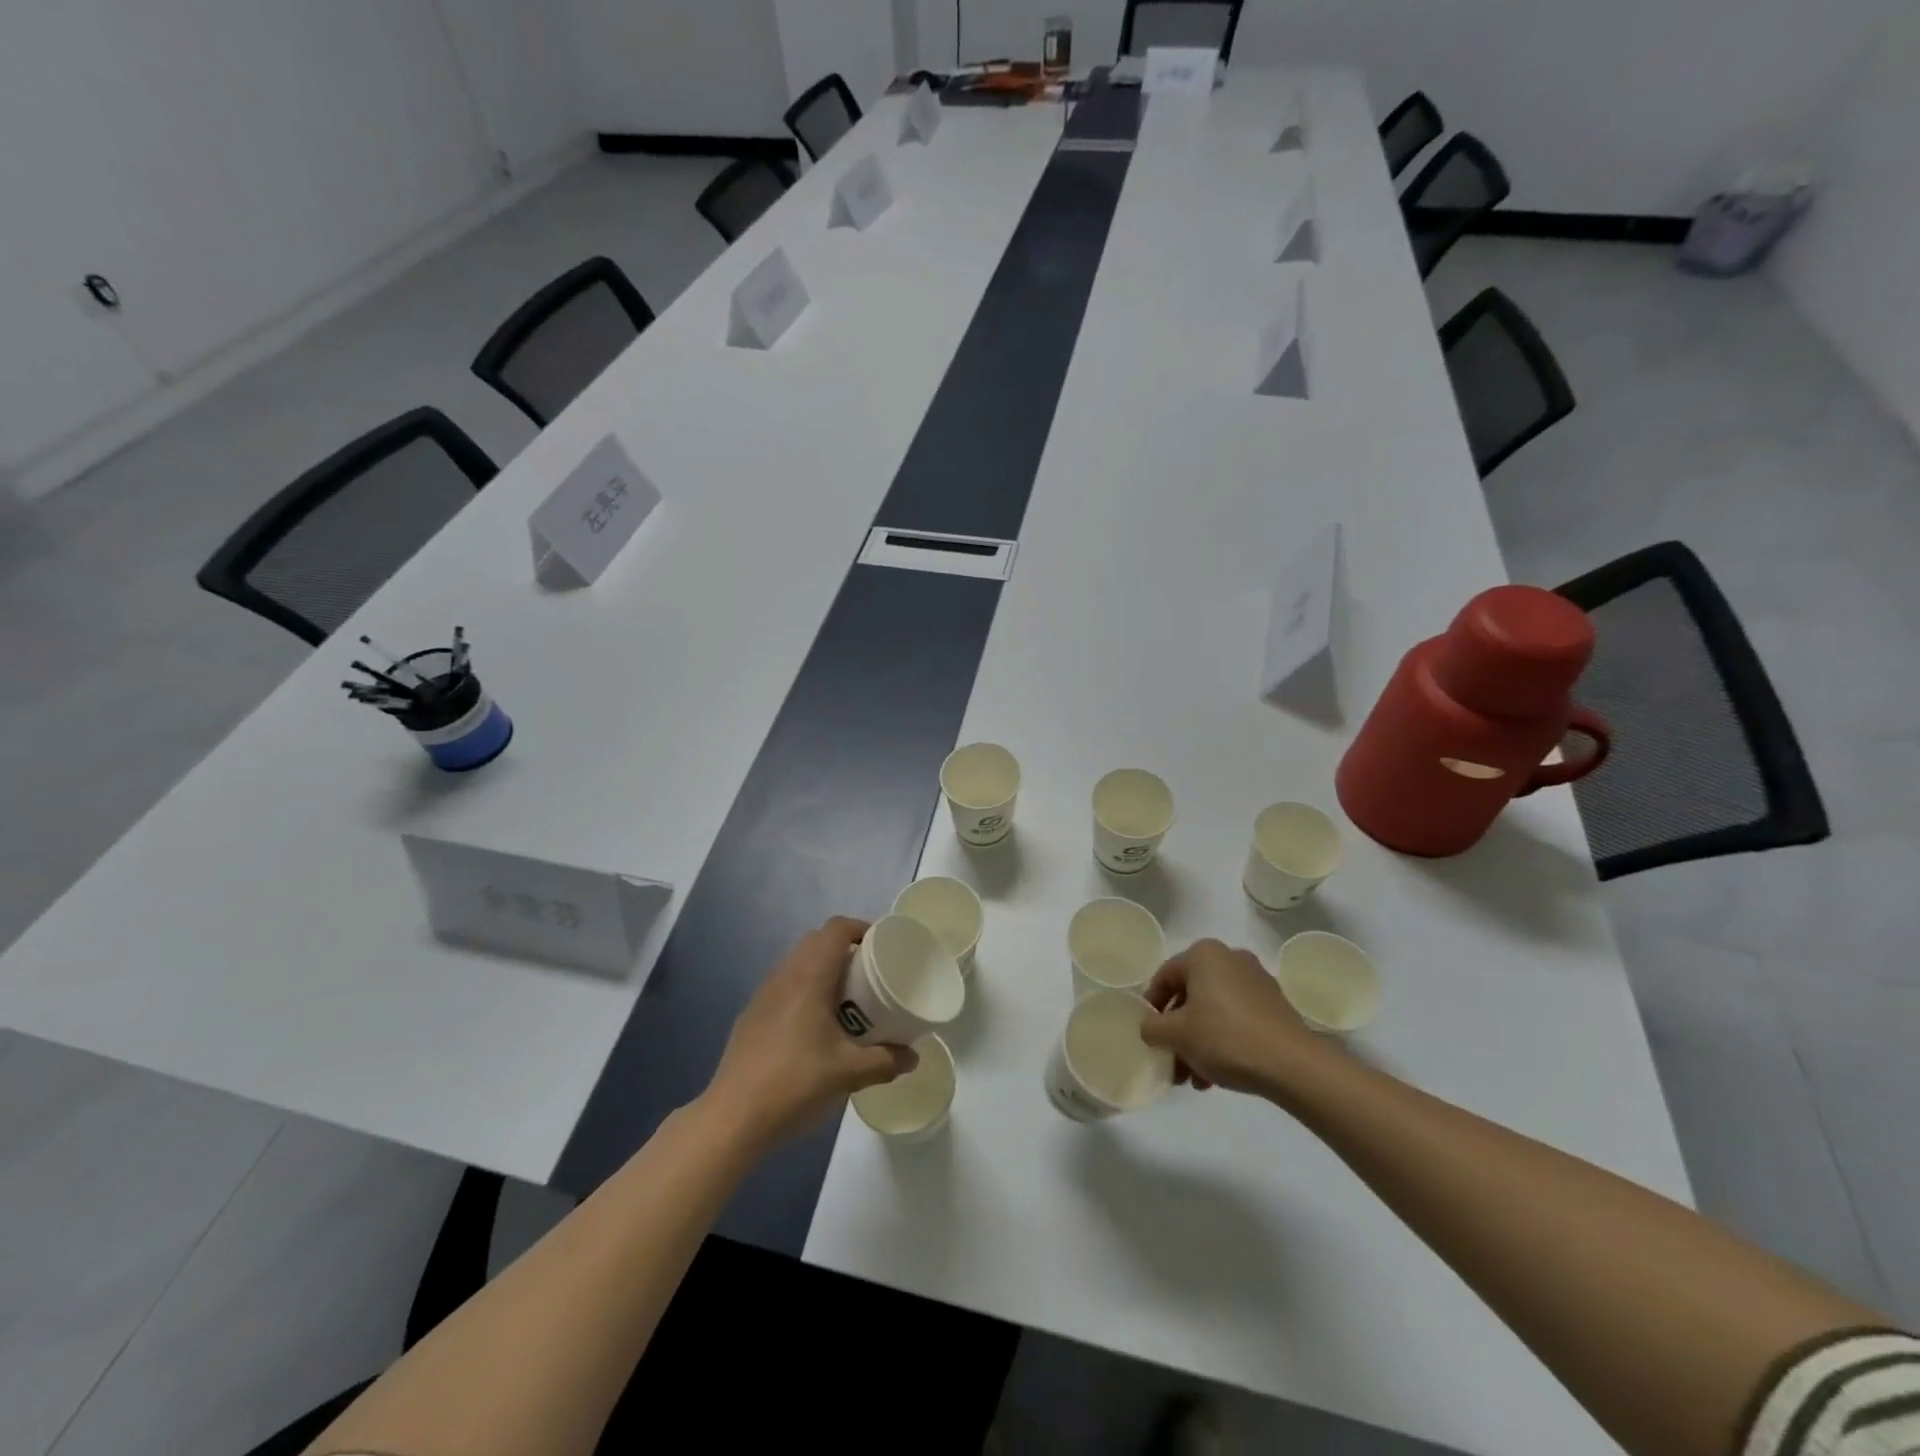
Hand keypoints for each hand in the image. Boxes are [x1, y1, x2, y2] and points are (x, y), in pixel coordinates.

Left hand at [703, 918, 917, 1151]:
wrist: (732, 1118)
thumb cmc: (794, 1083)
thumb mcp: (848, 1074)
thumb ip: (885, 1061)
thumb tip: (912, 1057)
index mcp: (809, 977)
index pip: (836, 929)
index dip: (862, 928)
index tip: (883, 946)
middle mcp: (785, 976)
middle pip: (817, 941)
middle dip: (845, 948)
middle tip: (869, 972)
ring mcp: (763, 994)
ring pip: (798, 962)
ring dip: (823, 968)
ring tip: (846, 998)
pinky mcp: (752, 1015)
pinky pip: (784, 985)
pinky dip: (804, 988)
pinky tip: (814, 1024)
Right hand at [1141, 939, 1329, 1096]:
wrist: (1293, 1065)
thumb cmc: (1225, 1038)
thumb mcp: (1176, 1035)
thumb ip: (1152, 1028)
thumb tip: (1150, 1028)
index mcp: (1204, 954)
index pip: (1164, 976)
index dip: (1152, 1007)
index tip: (1149, 1035)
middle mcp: (1230, 958)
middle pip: (1190, 995)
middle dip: (1177, 1031)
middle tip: (1171, 1061)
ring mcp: (1256, 981)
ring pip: (1213, 1010)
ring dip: (1198, 1042)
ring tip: (1194, 1078)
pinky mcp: (1275, 1005)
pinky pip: (1236, 1018)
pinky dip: (1222, 1040)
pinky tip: (1217, 1075)